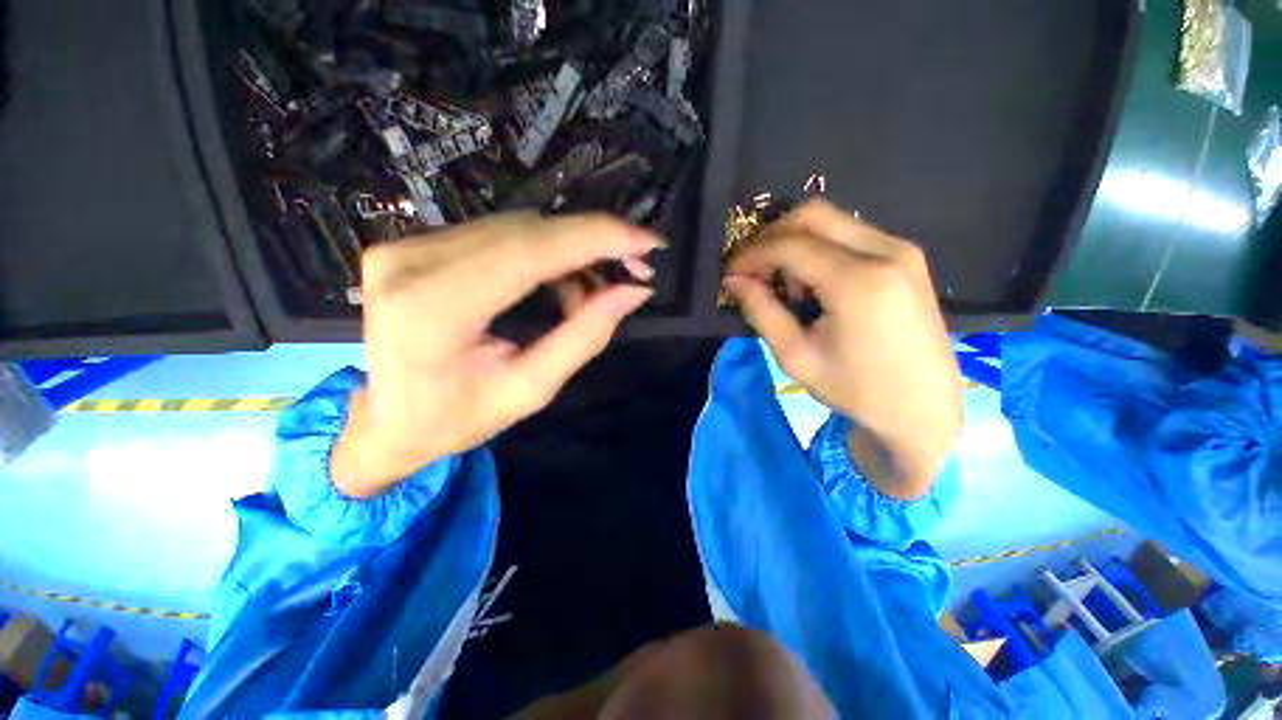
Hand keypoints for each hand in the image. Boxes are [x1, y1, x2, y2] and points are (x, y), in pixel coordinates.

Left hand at [332, 213, 662, 498]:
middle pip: (524, 232)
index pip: (528, 252)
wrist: (385, 421)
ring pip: (515, 228)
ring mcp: (405, 247)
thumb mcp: (530, 390)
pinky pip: (497, 235)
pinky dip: (541, 253)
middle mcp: (411, 263)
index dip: (594, 238)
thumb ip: (583, 337)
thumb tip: (632, 291)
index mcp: (434, 310)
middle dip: (590, 243)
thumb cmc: (456, 419)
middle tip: (634, 264)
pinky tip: (558, 282)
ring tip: (592, 289)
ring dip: (568, 251)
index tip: (646, 240)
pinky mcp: (413, 245)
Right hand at [722, 200, 962, 498]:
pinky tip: (814, 285)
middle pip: (812, 215)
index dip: (752, 254)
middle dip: (772, 238)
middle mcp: (885, 251)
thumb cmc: (856, 390)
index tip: (730, 274)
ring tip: (787, 288)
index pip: (790, 244)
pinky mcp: (906, 257)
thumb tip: (733, 281)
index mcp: (857, 281)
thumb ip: (761, 311)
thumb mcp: (796, 356)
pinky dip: (820, 249)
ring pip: (831, 221)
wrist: (923, 407)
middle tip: (753, 271)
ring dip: (796, 244)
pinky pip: (850, 234)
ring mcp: (901, 249)